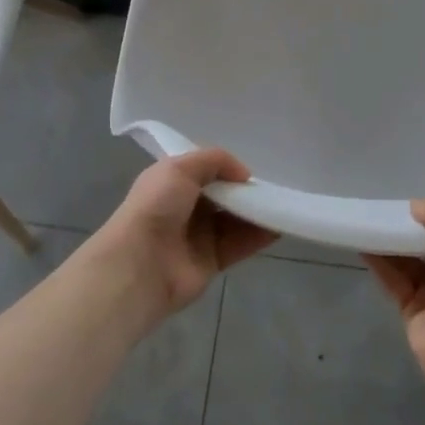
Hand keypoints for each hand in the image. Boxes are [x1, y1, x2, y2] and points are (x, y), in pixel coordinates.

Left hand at [93, 150, 275, 320]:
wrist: (140, 264)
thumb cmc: (156, 207)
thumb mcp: (180, 167)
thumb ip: (215, 160)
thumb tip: (244, 174)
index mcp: (172, 183)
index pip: (205, 171)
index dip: (226, 167)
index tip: (251, 165)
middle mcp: (186, 207)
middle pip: (223, 195)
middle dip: (245, 190)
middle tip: (273, 183)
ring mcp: (199, 235)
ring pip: (235, 219)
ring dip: (257, 211)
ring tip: (283, 201)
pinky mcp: (212, 261)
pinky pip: (241, 244)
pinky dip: (260, 235)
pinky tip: (280, 224)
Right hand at [364, 198, 424, 394]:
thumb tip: (416, 204)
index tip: (415, 184)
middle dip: (411, 223)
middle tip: (384, 197)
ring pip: (409, 259)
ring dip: (391, 241)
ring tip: (368, 214)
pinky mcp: (414, 310)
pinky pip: (395, 279)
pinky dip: (380, 262)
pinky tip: (363, 242)